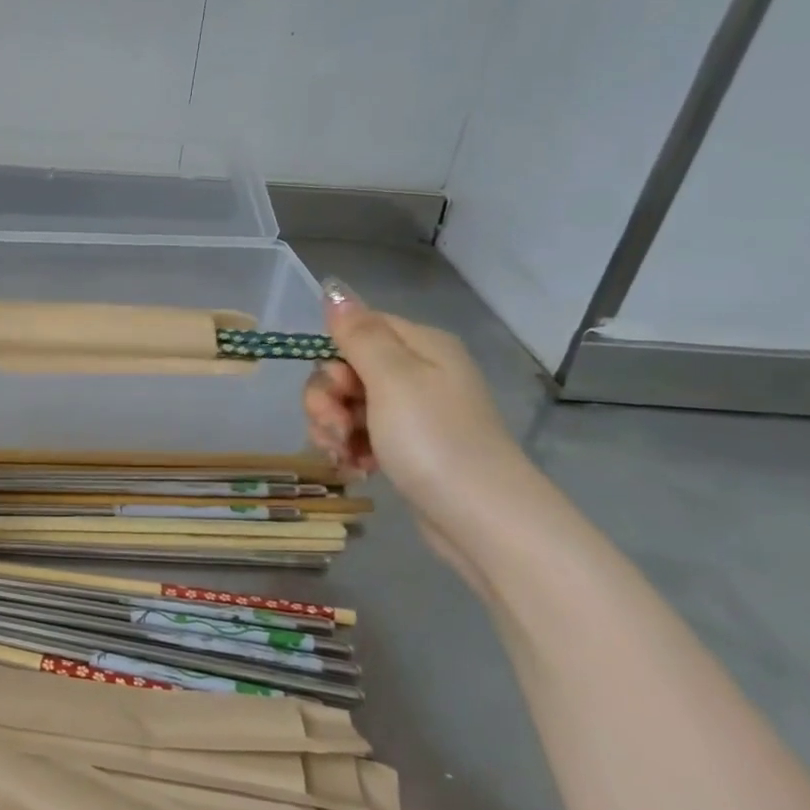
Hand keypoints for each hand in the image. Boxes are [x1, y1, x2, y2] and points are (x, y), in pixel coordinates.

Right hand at [302, 279, 537, 563]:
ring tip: (344, 455)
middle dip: (327, 400)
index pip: (356, 329)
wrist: (482, 521)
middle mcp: (418, 372)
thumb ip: (358, 333)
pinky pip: (361, 434)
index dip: (333, 358)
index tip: (338, 390)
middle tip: (336, 429)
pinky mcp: (407, 447)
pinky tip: (355, 469)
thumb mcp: (392, 378)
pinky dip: (350, 449)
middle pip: (346, 369)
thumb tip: (334, 288)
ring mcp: (413, 412)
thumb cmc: (434, 440)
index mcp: (420, 346)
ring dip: (333, 428)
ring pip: (347, 405)